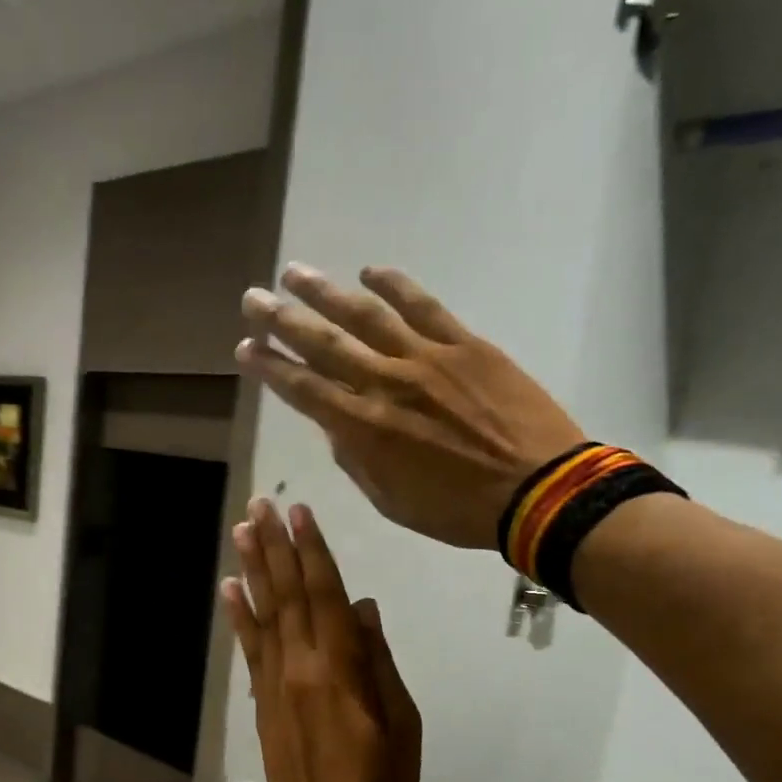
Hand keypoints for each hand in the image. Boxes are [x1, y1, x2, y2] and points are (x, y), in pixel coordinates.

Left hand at [223, 499, 421, 781]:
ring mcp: (275, 682)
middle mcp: (300, 665)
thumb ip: (378, 660)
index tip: (299, 513)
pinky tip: (231, 589)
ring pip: (264, 613)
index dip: (312, 551)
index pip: (324, 594)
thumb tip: (361, 608)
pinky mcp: (262, 702)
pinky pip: (249, 649)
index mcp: (340, 667)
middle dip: (275, 546)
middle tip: (260, 505)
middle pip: (288, 594)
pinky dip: (239, 616)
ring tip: (241, 531)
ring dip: (253, 569)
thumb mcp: (401, 722)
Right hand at [237, 265, 585, 550]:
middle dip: (282, 319)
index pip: (303, 389)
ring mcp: (426, 358)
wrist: (536, 489)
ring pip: (365, 315)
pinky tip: (370, 272)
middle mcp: (385, 383)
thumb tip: (336, 425)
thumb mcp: (393, 502)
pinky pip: (423, 306)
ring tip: (296, 273)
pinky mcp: (464, 344)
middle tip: (253, 297)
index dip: (270, 366)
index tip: (245, 348)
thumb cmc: (458, 509)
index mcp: (364, 428)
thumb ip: (358, 461)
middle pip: (323, 343)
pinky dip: (394, 286)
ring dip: (326, 292)